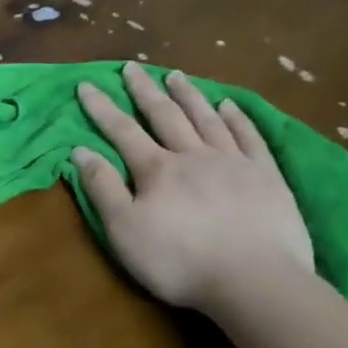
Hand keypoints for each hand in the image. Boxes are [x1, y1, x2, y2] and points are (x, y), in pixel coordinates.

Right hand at [73, 64, 312, 311]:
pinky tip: (228, 106)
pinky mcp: (266, 176)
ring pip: (206, 119)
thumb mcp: (124, 230)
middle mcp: (193, 155)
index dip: (102, 108)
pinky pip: (249, 136)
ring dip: (188, 96)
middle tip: (132, 68)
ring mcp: (233, 162)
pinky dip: (236, 118)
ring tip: (176, 76)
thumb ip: (103, 188)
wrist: (254, 279)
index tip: (87, 84)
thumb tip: (80, 151)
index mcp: (156, 169)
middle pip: (165, 115)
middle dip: (145, 91)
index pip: (122, 130)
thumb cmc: (178, 260)